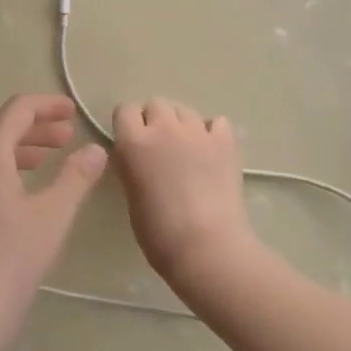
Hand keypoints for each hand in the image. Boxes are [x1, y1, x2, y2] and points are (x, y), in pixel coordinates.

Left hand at [0, 94, 107, 350]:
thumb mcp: (51, 218)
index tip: (73, 112)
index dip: (46, 106)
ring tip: (50, 158)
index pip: (16, 110)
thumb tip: (94, 150)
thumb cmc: (7, 261)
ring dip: (19, 149)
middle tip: (68, 136)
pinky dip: (3, 168)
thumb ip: (75, 179)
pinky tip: (22, 190)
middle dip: (34, 128)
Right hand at [111, 99, 253, 284]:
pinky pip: (216, 122)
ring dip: (181, 125)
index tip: (131, 143)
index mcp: (133, 141)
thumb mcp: (129, 191)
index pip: (124, 109)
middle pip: (156, 103)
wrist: (206, 246)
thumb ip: (130, 163)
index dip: (128, 124)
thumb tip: (136, 154)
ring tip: (187, 150)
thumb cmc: (158, 230)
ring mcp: (197, 133)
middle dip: (155, 120)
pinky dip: (212, 132)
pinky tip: (211, 152)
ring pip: (185, 110)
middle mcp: (163, 128)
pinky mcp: (226, 143)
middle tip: (159, 147)